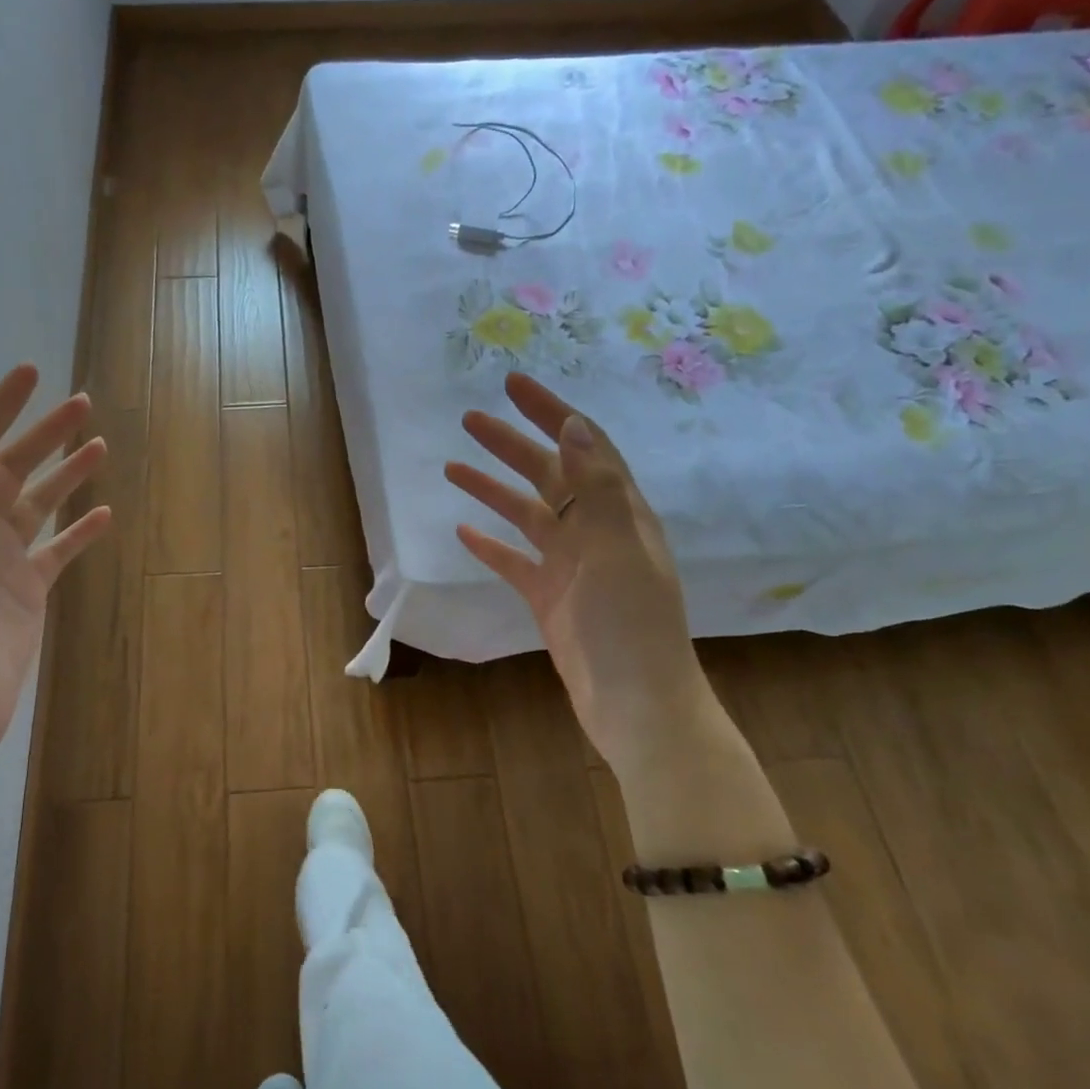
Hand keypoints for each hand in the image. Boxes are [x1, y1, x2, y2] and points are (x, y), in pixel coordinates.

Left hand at [0, 365, 110, 807]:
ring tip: (100, 446)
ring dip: (67, 475)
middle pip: (13, 467)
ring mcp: (4, 561)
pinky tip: (105, 515)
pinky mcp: (28, 590)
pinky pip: (58, 550)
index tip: (30, 373)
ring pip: (40, 505)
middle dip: (44, 433)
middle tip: (83, 403)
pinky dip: (80, 531)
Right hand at [446, 372, 707, 777]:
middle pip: (548, 474)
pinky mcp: (550, 597)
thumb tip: (573, 424)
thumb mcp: (616, 548)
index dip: (551, 412)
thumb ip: (595, 487)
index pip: (583, 446)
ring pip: (526, 514)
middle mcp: (595, 531)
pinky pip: (515, 561)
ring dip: (493, 489)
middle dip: (512, 443)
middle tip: (470, 419)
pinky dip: (491, 544)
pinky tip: (464, 532)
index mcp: (618, 512)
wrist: (635, 704)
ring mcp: (571, 565)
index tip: (513, 384)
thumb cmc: (629, 624)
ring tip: (454, 467)